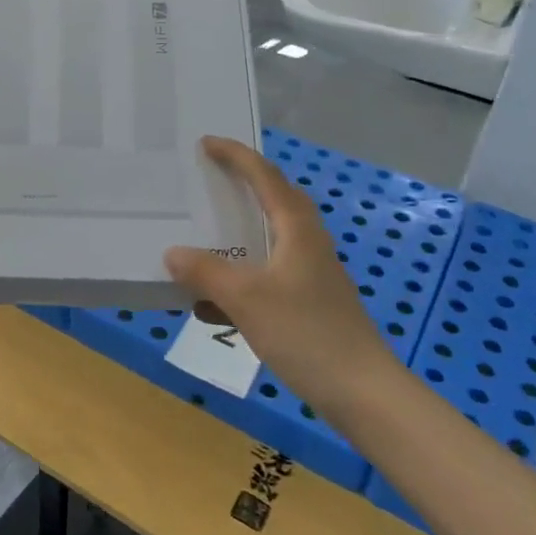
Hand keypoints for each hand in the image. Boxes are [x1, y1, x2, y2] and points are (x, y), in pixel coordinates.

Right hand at [164, 136, 389, 404]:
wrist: (362, 392)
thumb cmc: (306, 333)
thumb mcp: (246, 299)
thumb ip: (206, 272)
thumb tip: (173, 252)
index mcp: (297, 229)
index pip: (265, 177)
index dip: (236, 156)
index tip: (206, 143)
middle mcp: (306, 243)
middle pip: (273, 201)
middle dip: (242, 185)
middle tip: (208, 178)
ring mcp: (310, 274)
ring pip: (268, 240)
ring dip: (237, 234)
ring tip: (204, 234)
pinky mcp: (308, 303)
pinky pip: (266, 276)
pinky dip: (238, 278)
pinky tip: (211, 304)